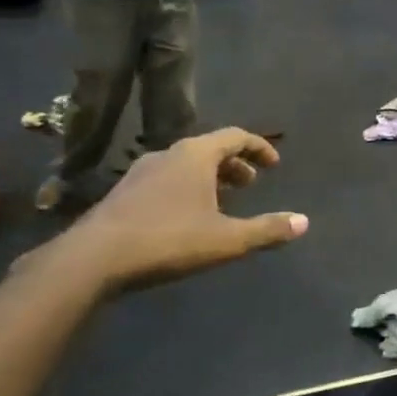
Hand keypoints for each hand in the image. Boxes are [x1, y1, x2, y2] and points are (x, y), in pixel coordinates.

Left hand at [56, 129, 306, 289]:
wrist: (92, 259)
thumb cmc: (168, 240)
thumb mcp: (227, 239)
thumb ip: (267, 230)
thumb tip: (303, 222)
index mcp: (195, 155)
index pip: (235, 136)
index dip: (259, 147)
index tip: (274, 164)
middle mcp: (167, 154)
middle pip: (209, 149)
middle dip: (235, 164)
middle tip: (251, 184)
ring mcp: (140, 172)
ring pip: (185, 165)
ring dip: (209, 178)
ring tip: (222, 202)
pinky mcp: (122, 193)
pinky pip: (165, 180)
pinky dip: (186, 189)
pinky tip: (186, 218)